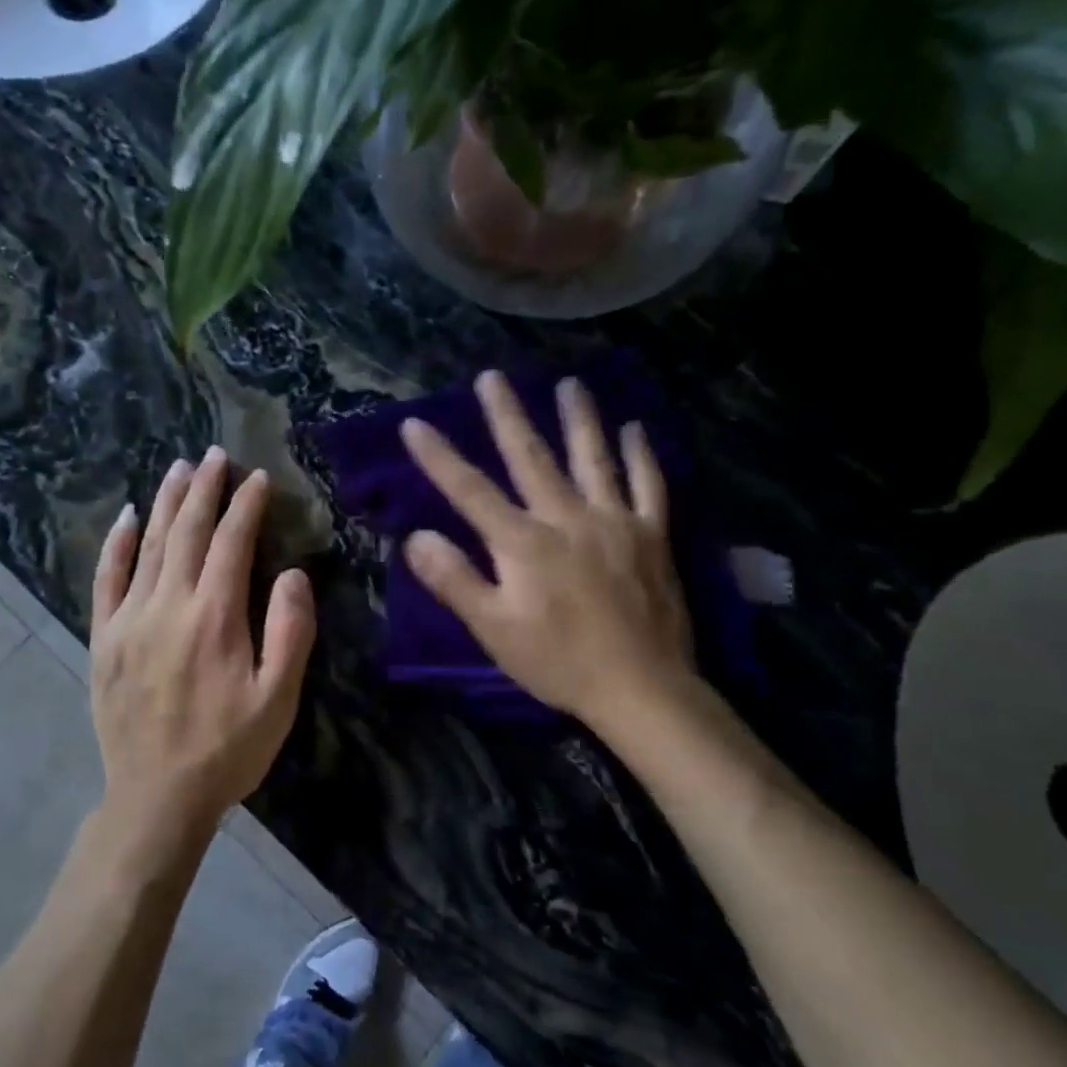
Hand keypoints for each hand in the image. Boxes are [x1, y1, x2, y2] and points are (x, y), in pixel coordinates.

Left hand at [89, 447, 316, 847]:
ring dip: (164, 502)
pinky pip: (106, 578)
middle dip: (203, 488)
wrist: (157, 796)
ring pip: (147, 544)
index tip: (257, 478)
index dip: (246, 506)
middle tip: (214, 454)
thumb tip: (290, 574)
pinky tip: (125, 516)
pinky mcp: (103, 637)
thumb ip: (290, 631)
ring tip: (178, 468)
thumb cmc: (228, 748)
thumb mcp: (279, 699)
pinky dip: (116, 543)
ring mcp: (128, 618)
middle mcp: (168, 604)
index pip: (231, 542)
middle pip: (186, 531)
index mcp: (215, 617)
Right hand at [400, 370, 695, 730]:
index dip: (440, 458)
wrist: (640, 689)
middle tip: (493, 377)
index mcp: (523, 542)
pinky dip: (640, 455)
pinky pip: (647, 485)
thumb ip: (454, 580)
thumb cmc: (557, 661)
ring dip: (578, 418)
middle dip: (507, 416)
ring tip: (569, 383)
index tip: (415, 424)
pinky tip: (634, 429)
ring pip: (593, 458)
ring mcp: (615, 521)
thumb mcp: (493, 629)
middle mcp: (567, 518)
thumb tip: (416, 537)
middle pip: (531, 457)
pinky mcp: (651, 535)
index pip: (471, 491)